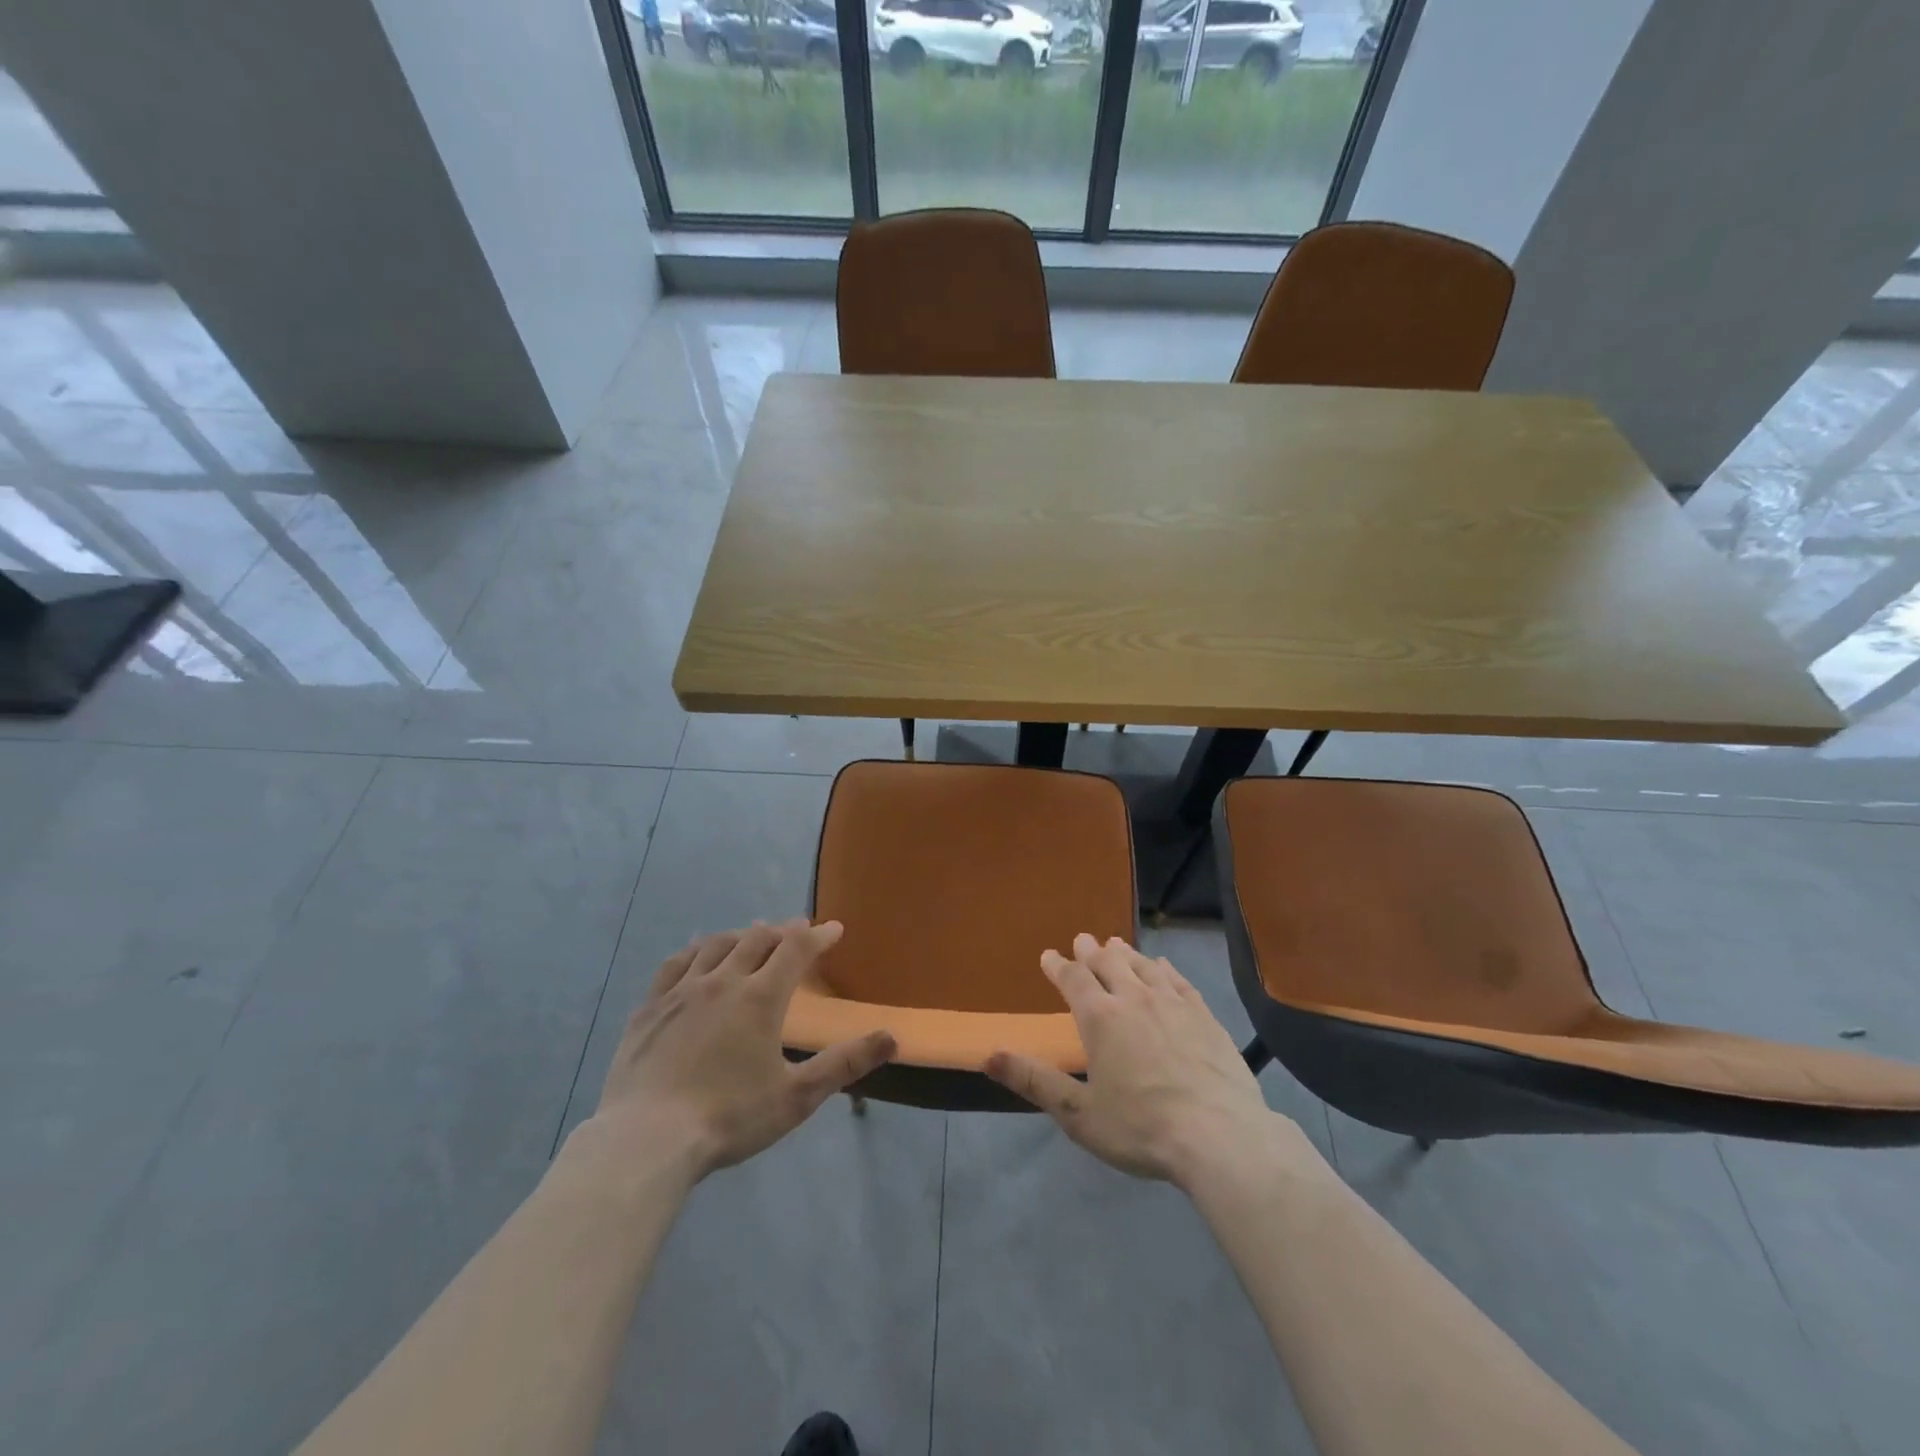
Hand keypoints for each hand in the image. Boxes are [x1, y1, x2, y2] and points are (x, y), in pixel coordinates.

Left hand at [590, 919, 895, 1178]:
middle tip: (795, 932)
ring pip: (715, 945)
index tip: (834, 928)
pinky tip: (695, 955)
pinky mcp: (648, 1008)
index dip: (818, 935)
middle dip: (781, 931)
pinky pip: (674, 964)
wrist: (645, 1140)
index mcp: (760, 998)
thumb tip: (892, 1037)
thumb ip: (844, 1064)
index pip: (796, 949)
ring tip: (751, 936)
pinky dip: (694, 951)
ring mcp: (680, 991)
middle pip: (756, 939)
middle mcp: (722, 981)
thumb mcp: (797, 1097)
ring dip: (739, 935)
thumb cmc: (729, 1118)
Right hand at [984, 933, 1283, 1188]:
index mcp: (1100, 1017)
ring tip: (1116, 944)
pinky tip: (1163, 966)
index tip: (1049, 955)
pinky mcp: (1204, 1015)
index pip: (1073, 978)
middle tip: (1083, 939)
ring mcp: (1173, 1003)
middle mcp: (1134, 998)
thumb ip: (1034, 1081)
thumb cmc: (1141, 1128)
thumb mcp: (1078, 1113)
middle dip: (1091, 950)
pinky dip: (1164, 968)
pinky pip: (1178, 980)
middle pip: (1108, 962)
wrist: (1219, 1136)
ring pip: (1143, 965)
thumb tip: (989, 1055)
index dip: (1058, 965)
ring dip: (1125, 953)